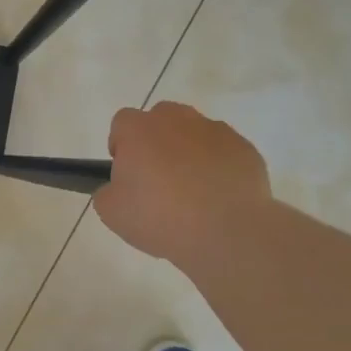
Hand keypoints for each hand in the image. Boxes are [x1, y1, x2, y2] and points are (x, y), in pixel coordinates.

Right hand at [94, 102, 271, 266]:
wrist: (227, 231)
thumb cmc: (160, 217)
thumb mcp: (111, 212)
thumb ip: (106, 191)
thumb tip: (117, 186)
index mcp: (139, 130)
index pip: (121, 123)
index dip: (121, 146)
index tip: (127, 173)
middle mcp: (176, 120)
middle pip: (160, 119)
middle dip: (155, 141)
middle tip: (157, 178)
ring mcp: (214, 130)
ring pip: (193, 132)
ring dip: (187, 151)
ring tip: (191, 189)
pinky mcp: (244, 148)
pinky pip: (222, 150)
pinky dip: (217, 165)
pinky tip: (217, 195)